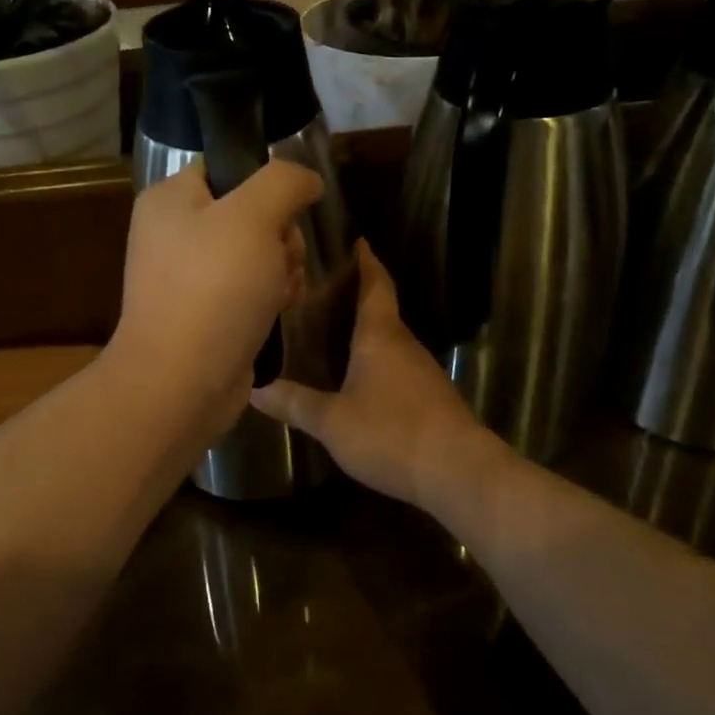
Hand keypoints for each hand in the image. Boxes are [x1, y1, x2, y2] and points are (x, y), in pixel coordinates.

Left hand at [109, 159, 322, 429]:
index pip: (226, 167)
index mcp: (170, 199)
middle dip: (280, 235)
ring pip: (258, 253)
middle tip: (281, 257)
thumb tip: (307, 178)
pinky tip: (279, 311)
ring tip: (280, 291)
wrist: (182, 381)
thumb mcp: (254, 216)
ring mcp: (189, 276)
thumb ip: (284, 181)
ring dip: (282, 268)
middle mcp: (174, 233)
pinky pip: (250, 289)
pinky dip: (270, 297)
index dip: (264, 183)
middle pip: (250, 212)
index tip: (287, 208)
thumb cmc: (214, 288)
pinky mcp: (206, 313)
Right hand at [253, 241, 492, 509]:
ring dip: (367, 330)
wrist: (458, 472)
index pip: (375, 285)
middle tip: (324, 291)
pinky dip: (378, 359)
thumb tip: (256, 389)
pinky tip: (360, 377)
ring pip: (390, 339)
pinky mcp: (431, 396)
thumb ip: (295, 404)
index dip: (366, 262)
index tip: (358, 242)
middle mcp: (403, 344)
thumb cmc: (391, 433)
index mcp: (379, 336)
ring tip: (334, 331)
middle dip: (358, 296)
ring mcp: (422, 371)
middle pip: (382, 309)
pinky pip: (398, 365)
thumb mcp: (332, 421)